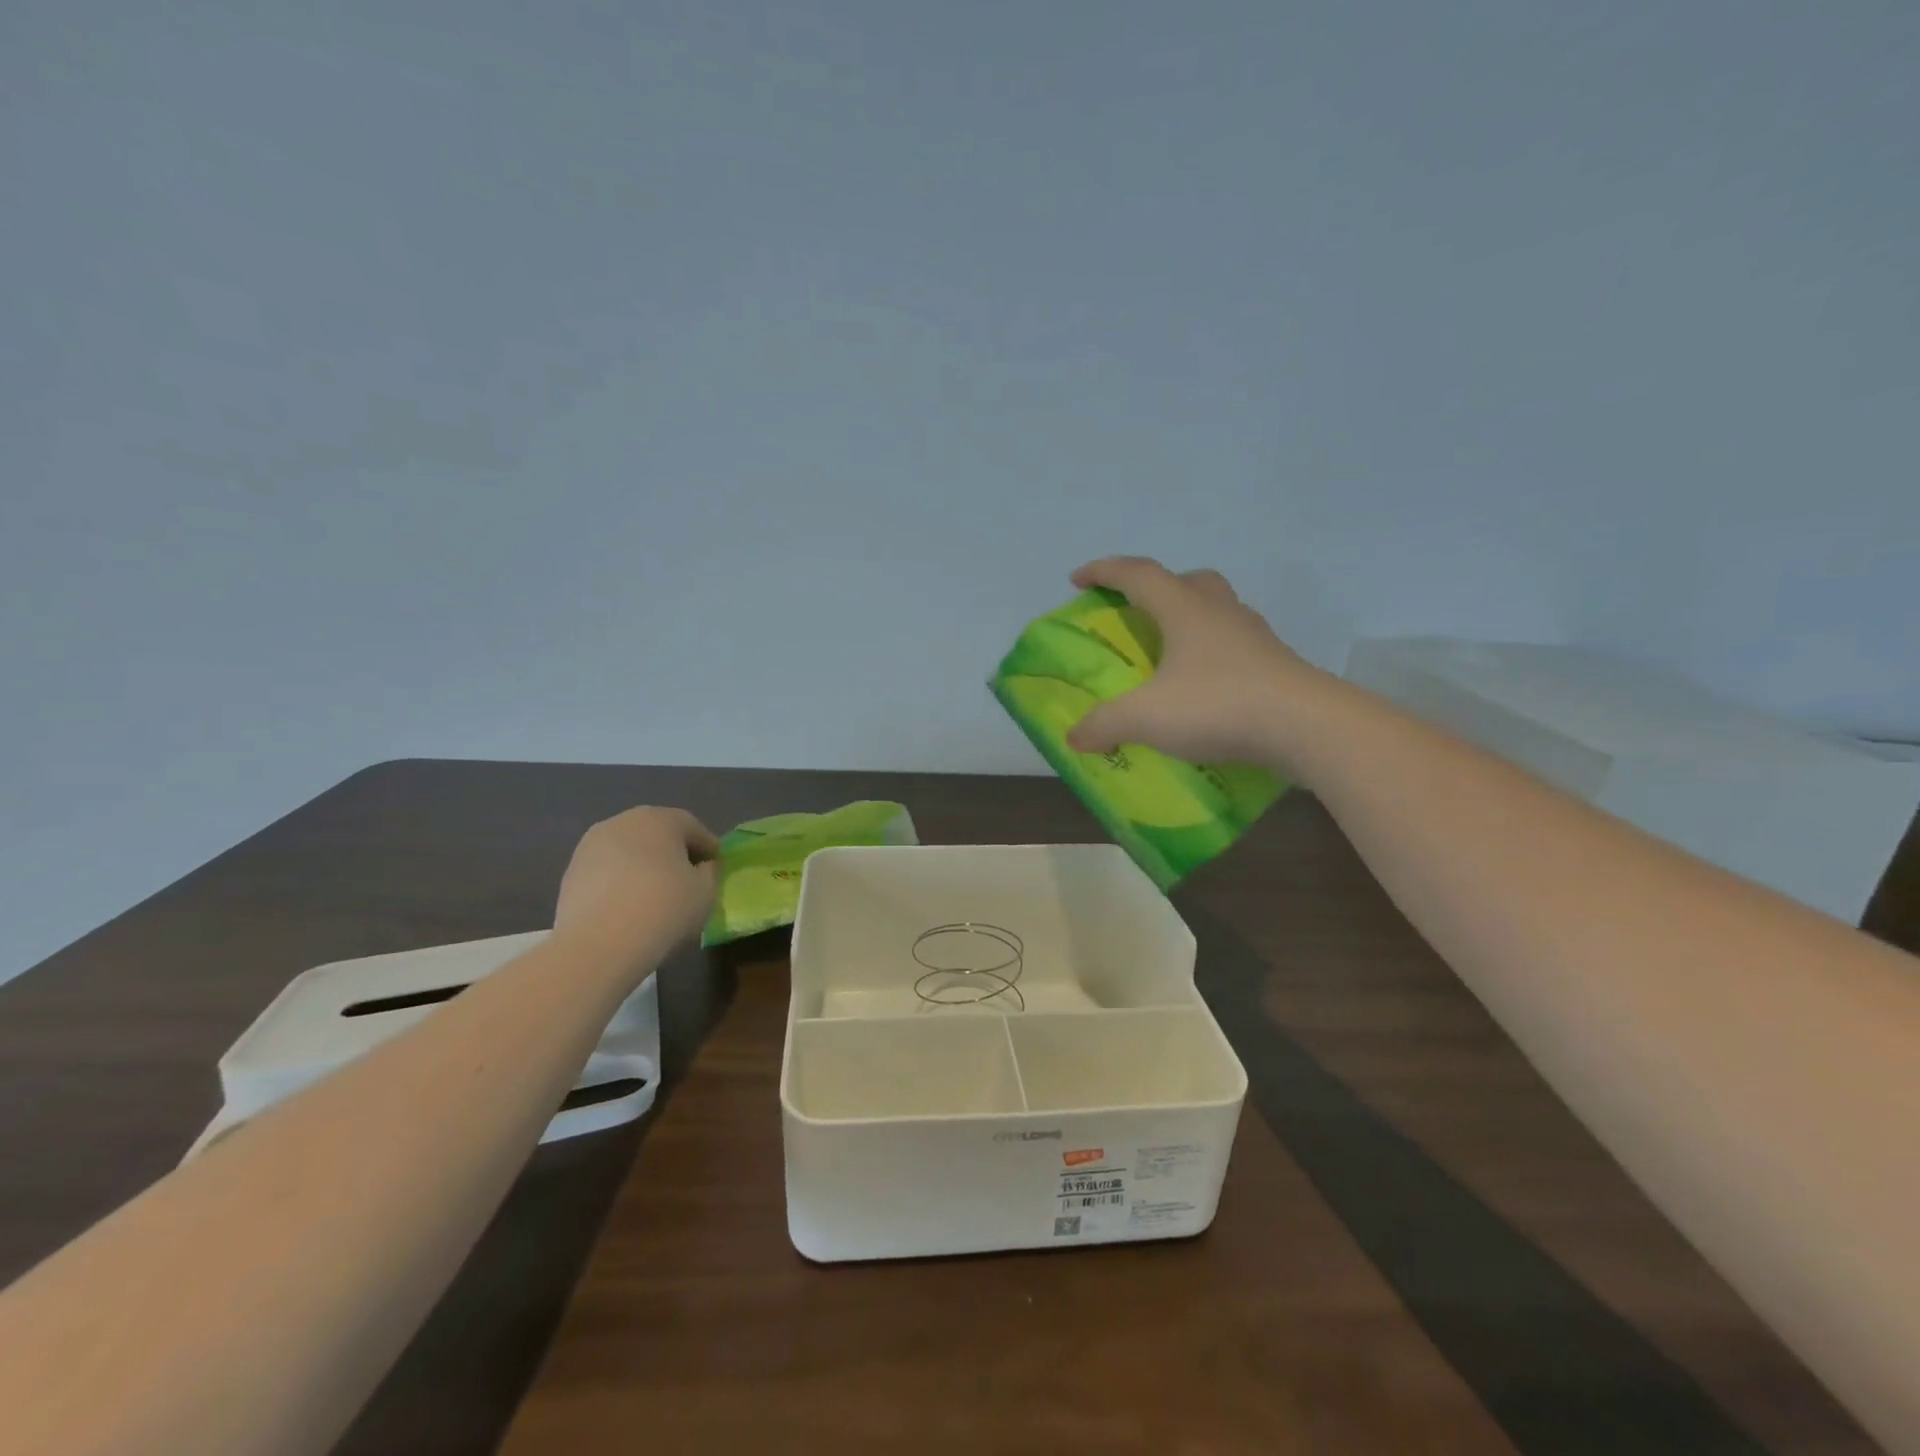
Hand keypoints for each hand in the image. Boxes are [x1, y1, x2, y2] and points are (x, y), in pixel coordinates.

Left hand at [555, 806, 718, 952]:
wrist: (599, 944)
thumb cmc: (664, 909)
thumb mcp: (706, 892)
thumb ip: (709, 872)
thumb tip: (702, 866)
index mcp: (661, 819)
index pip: (693, 828)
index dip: (708, 848)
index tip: (716, 869)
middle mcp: (624, 821)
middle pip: (657, 833)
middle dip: (673, 853)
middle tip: (686, 879)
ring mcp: (591, 845)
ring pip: (629, 850)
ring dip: (643, 866)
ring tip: (653, 895)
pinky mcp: (571, 871)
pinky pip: (607, 870)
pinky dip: (620, 881)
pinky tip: (627, 906)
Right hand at [1064, 556, 1327, 766]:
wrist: (1305, 727)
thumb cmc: (1217, 705)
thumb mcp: (1146, 717)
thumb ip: (1105, 723)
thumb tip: (1074, 736)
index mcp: (1184, 609)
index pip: (1138, 575)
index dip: (1104, 572)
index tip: (1077, 579)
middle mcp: (1220, 612)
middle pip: (1188, 582)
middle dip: (1157, 590)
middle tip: (1137, 613)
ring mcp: (1253, 637)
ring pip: (1217, 611)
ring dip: (1189, 621)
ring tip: (1170, 655)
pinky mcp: (1274, 665)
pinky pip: (1234, 647)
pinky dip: (1212, 656)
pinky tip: (1203, 688)